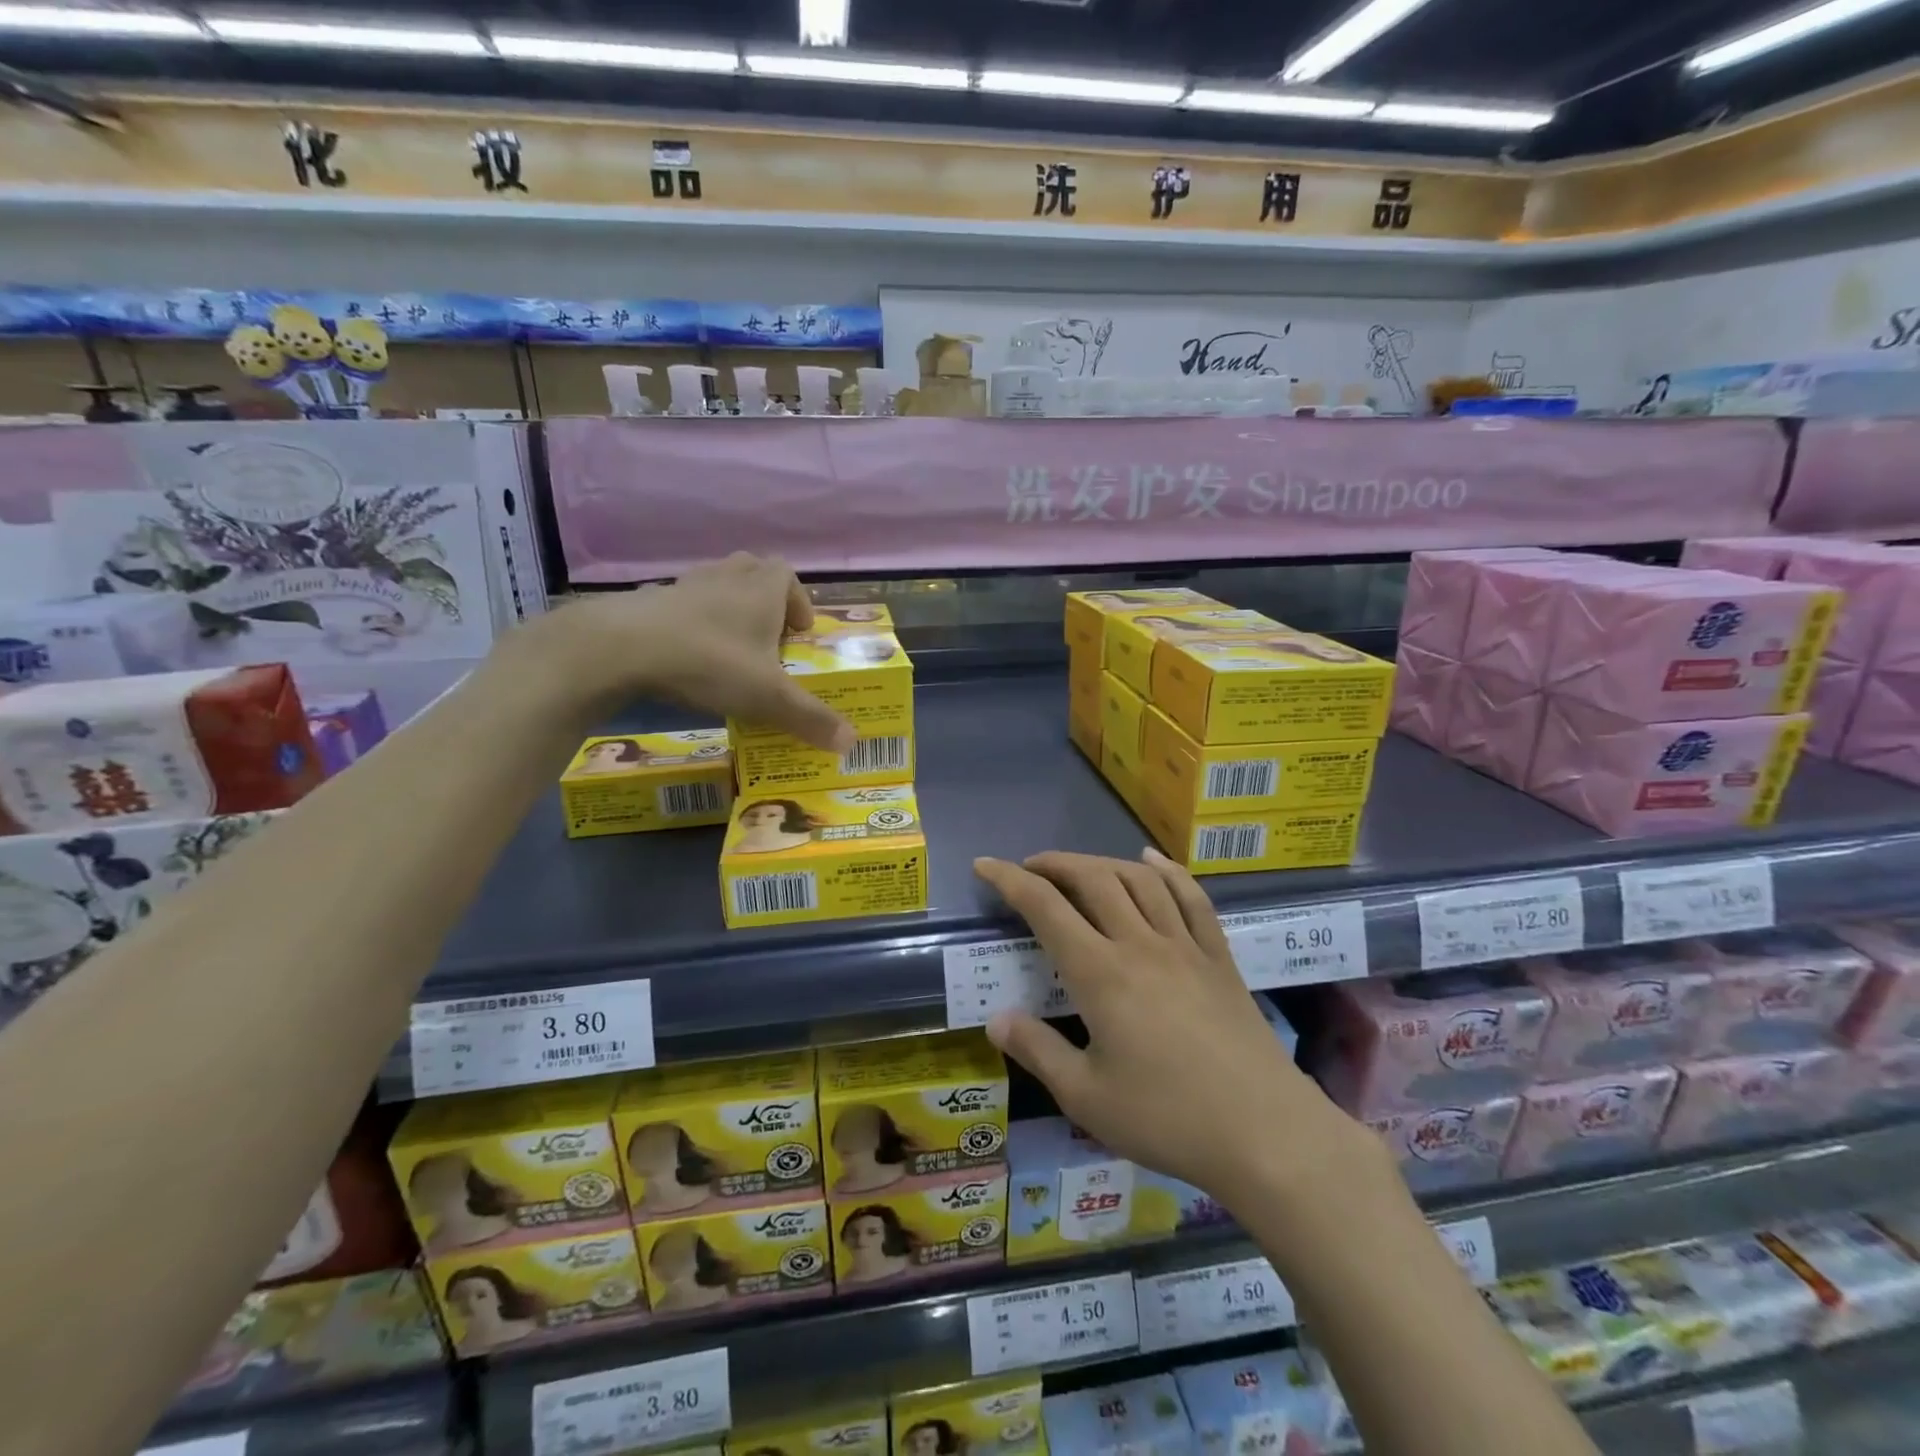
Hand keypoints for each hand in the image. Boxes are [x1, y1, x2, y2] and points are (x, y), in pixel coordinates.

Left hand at [522, 553, 854, 750]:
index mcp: (761, 589)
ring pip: (716, 584)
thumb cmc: (711, 662)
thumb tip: (852, 743)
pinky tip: (686, 655)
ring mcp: (684, 585)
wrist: (623, 647)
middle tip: (768, 637)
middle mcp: (726, 577)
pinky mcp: (649, 600)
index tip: (800, 634)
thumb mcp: (769, 697)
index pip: (788, 575)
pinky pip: (680, 604)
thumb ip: (811, 718)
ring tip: (730, 647)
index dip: (799, 601)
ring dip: (728, 608)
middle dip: (765, 600)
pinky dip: (690, 622)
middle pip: (753, 571)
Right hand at [974, 849, 1372, 1212]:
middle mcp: (1140, 943)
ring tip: (1080, 867)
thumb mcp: (1086, 1097)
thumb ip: (1037, 1051)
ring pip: (1139, 880)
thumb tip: (996, 1020)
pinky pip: (1191, 898)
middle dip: (1055, 863)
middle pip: (1093, 879)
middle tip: (1030, 868)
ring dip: (1103, 862)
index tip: (985, 865)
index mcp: (1100, 973)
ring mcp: (1184, 945)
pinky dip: (1167, 872)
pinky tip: (1152, 861)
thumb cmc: (1168, 1119)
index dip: (1010, 880)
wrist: (1266, 1134)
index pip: (1045, 907)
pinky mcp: (1218, 957)